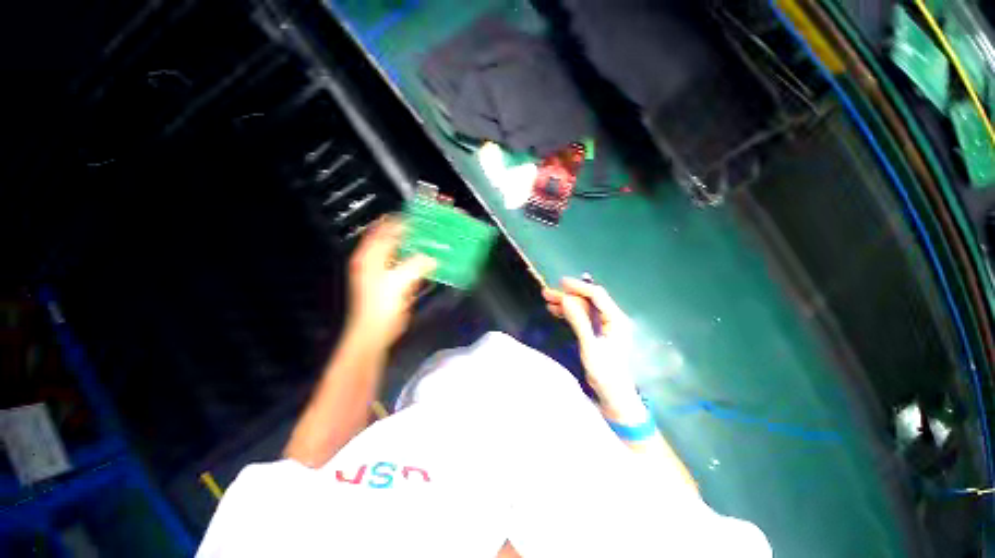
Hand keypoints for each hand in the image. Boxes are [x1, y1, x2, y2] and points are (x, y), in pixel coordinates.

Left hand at [347, 216, 435, 346]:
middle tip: (427, 225)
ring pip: (398, 249)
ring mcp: (380, 270)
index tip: (421, 215)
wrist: (375, 332)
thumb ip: (417, 265)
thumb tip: (432, 257)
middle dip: (409, 229)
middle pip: (391, 236)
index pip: (385, 228)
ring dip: (413, 243)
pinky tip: (426, 259)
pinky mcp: (389, 281)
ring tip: (430, 239)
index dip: (402, 219)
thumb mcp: (400, 281)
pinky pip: (403, 262)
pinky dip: (414, 257)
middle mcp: (373, 259)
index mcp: (370, 255)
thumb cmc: (382, 307)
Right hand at [543, 278, 637, 404]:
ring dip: (566, 304)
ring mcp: (606, 325)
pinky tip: (556, 311)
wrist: (613, 395)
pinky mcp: (599, 332)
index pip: (597, 295)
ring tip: (547, 301)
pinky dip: (570, 313)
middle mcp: (612, 318)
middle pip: (589, 300)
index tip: (560, 283)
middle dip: (568, 295)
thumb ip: (578, 321)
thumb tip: (565, 299)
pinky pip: (584, 317)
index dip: (578, 287)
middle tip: (547, 293)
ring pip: (584, 308)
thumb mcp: (589, 346)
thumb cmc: (605, 372)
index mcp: (616, 319)